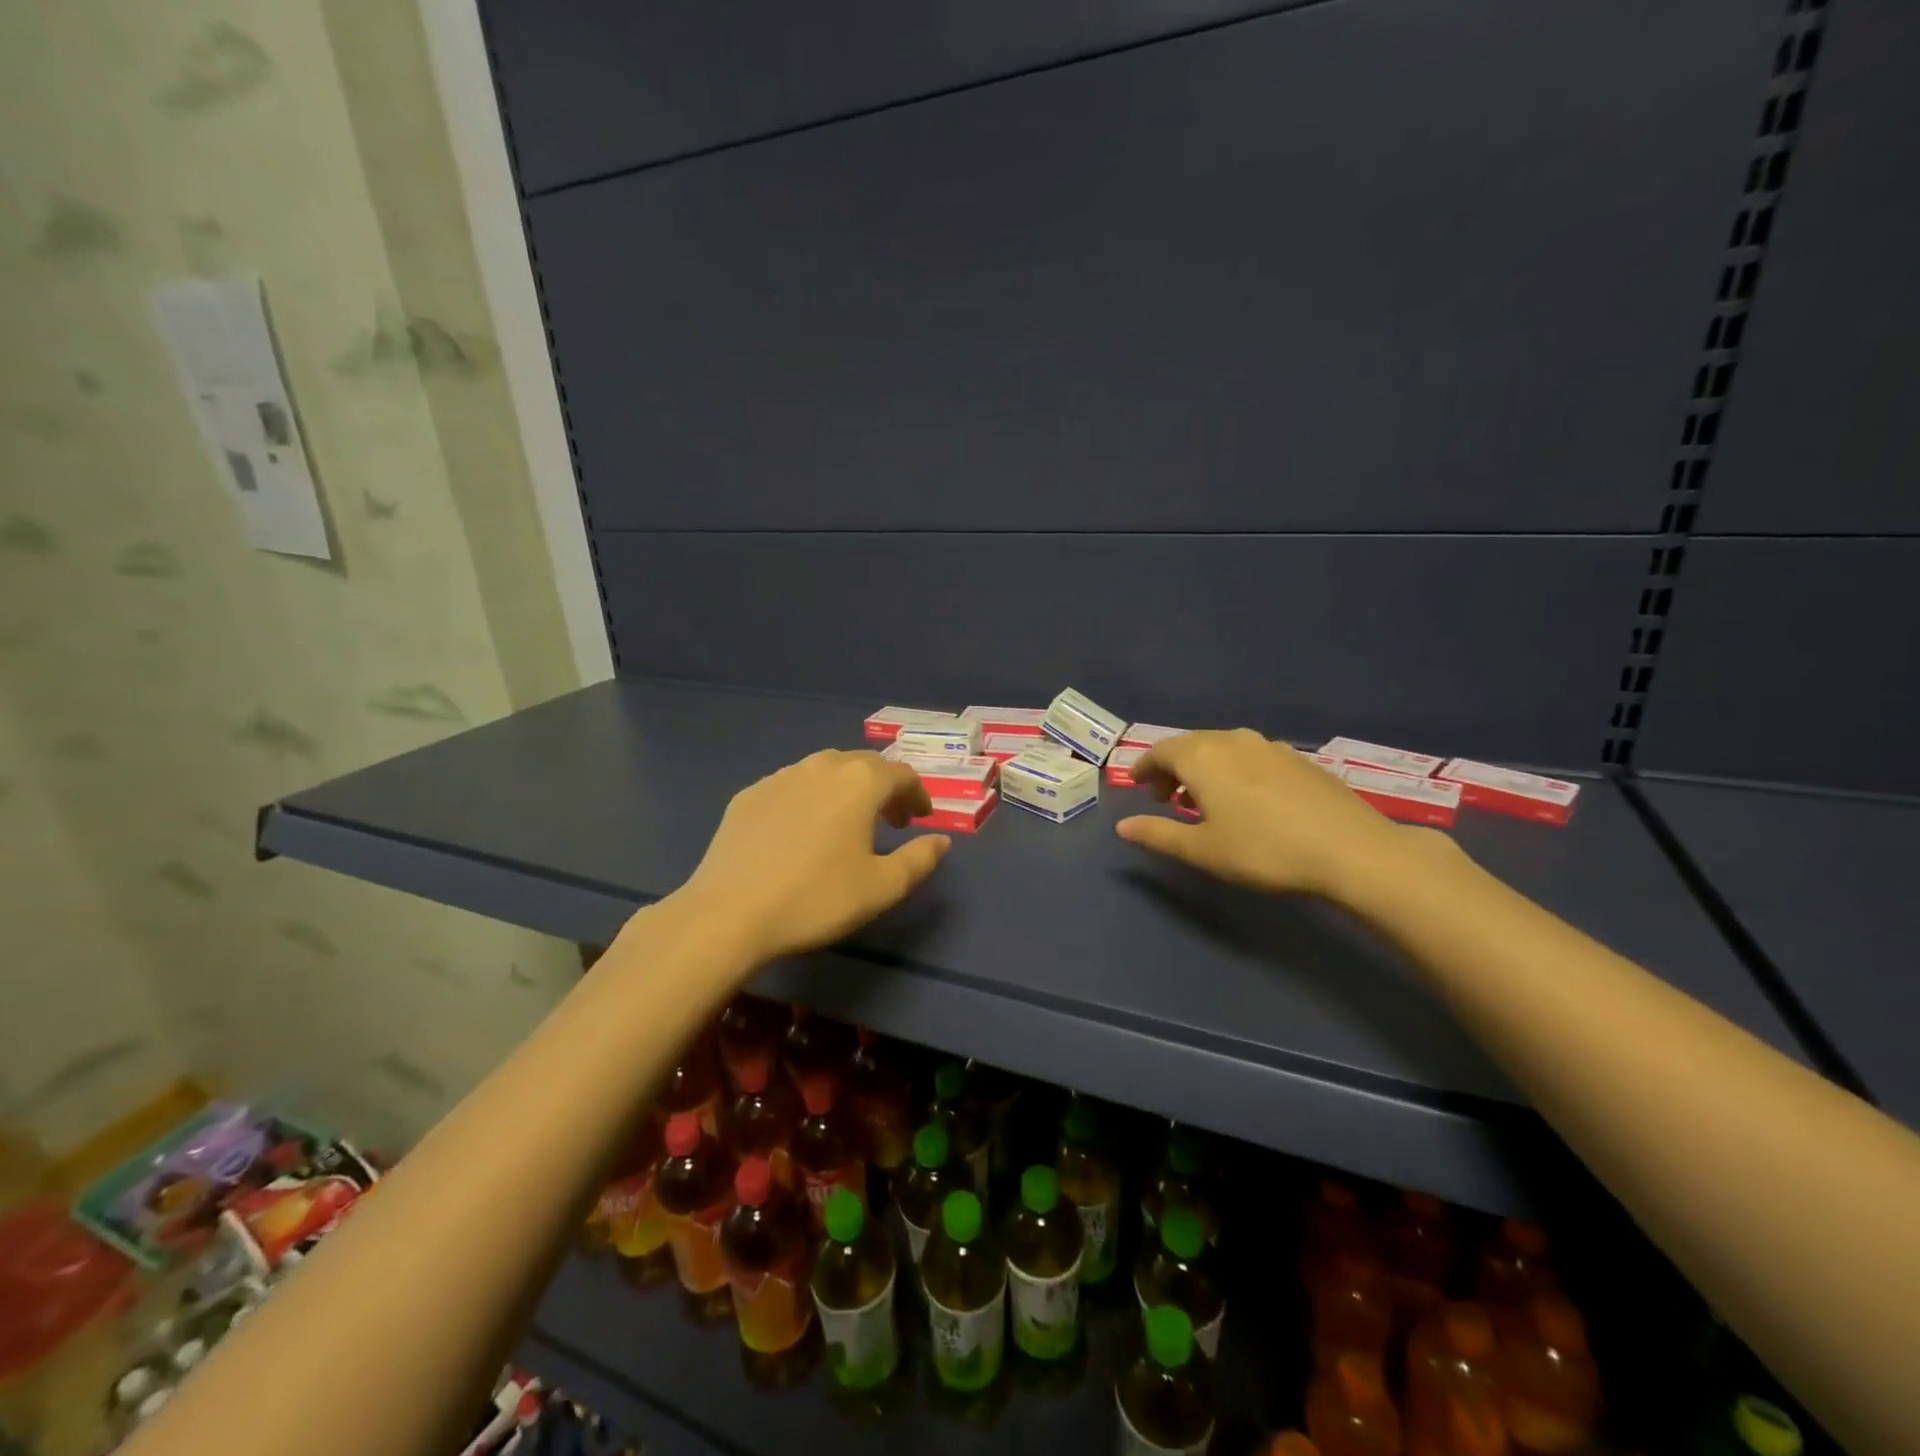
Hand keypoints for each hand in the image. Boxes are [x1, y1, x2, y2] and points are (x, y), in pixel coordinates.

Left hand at [676, 749, 949, 963]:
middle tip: (891, 820)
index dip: (917, 795)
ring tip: (848, 822)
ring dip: (846, 789)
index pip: (901, 774)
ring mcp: (780, 777)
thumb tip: (941, 841)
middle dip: (884, 788)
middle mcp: (821, 767)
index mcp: (859, 782)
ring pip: (825, 770)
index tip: (921, 819)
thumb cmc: (816, 898)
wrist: (729, 913)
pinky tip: (802, 830)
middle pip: (864, 764)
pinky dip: (810, 798)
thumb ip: (919, 859)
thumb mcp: (881, 887)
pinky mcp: (748, 795)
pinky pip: (791, 785)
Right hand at [1116, 729, 1415, 899]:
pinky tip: (1244, 797)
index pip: (1160, 751)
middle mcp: (1232, 740)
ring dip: (1202, 768)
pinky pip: (1249, 755)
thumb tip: (1122, 826)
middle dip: (1171, 768)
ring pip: (1221, 748)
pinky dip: (1232, 769)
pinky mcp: (1298, 758)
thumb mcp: (1202, 849)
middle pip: (1190, 745)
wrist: (1350, 850)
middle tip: (1165, 798)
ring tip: (1202, 799)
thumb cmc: (1263, 850)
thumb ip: (1158, 833)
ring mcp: (1269, 746)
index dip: (1144, 768)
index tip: (1137, 787)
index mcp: (1202, 756)